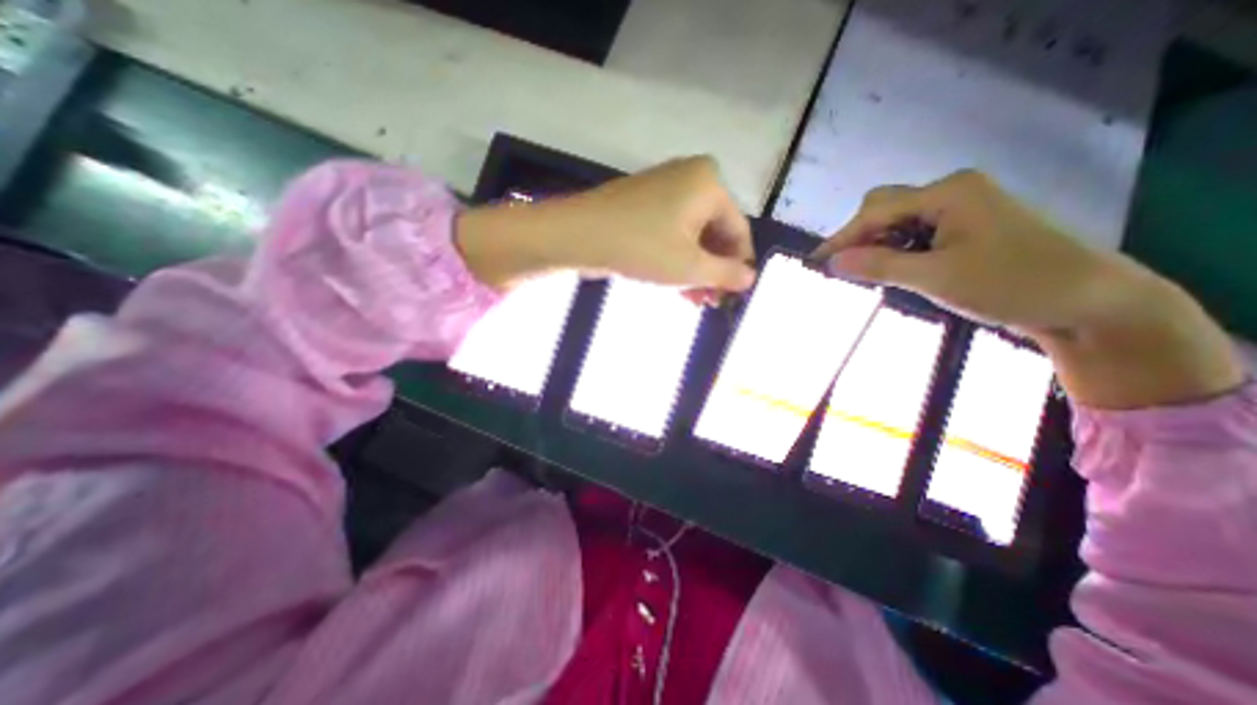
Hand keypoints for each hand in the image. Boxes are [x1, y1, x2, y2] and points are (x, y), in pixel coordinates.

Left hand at [460, 156, 754, 296]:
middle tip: (711, 302)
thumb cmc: (641, 248)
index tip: (735, 295)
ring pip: (692, 235)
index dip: (739, 266)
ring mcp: (665, 187)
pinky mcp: (645, 202)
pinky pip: (672, 231)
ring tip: (695, 300)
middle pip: (715, 232)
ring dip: (695, 269)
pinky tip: (677, 285)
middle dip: (713, 271)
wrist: (577, 235)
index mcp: (710, 184)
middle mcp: (691, 177)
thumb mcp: (690, 267)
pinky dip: (677, 257)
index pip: (738, 230)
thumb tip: (750, 278)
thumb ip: (726, 274)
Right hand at [815, 171, 1129, 335]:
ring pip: (898, 223)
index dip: (841, 238)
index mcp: (948, 193)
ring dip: (877, 247)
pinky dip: (897, 252)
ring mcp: (960, 209)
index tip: (815, 262)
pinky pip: (915, 234)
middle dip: (859, 238)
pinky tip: (895, 270)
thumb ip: (879, 266)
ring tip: (867, 274)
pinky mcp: (965, 228)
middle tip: (845, 270)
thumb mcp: (935, 278)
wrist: (1087, 301)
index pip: (875, 212)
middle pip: (884, 209)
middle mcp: (952, 192)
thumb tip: (833, 262)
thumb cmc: (1010, 284)